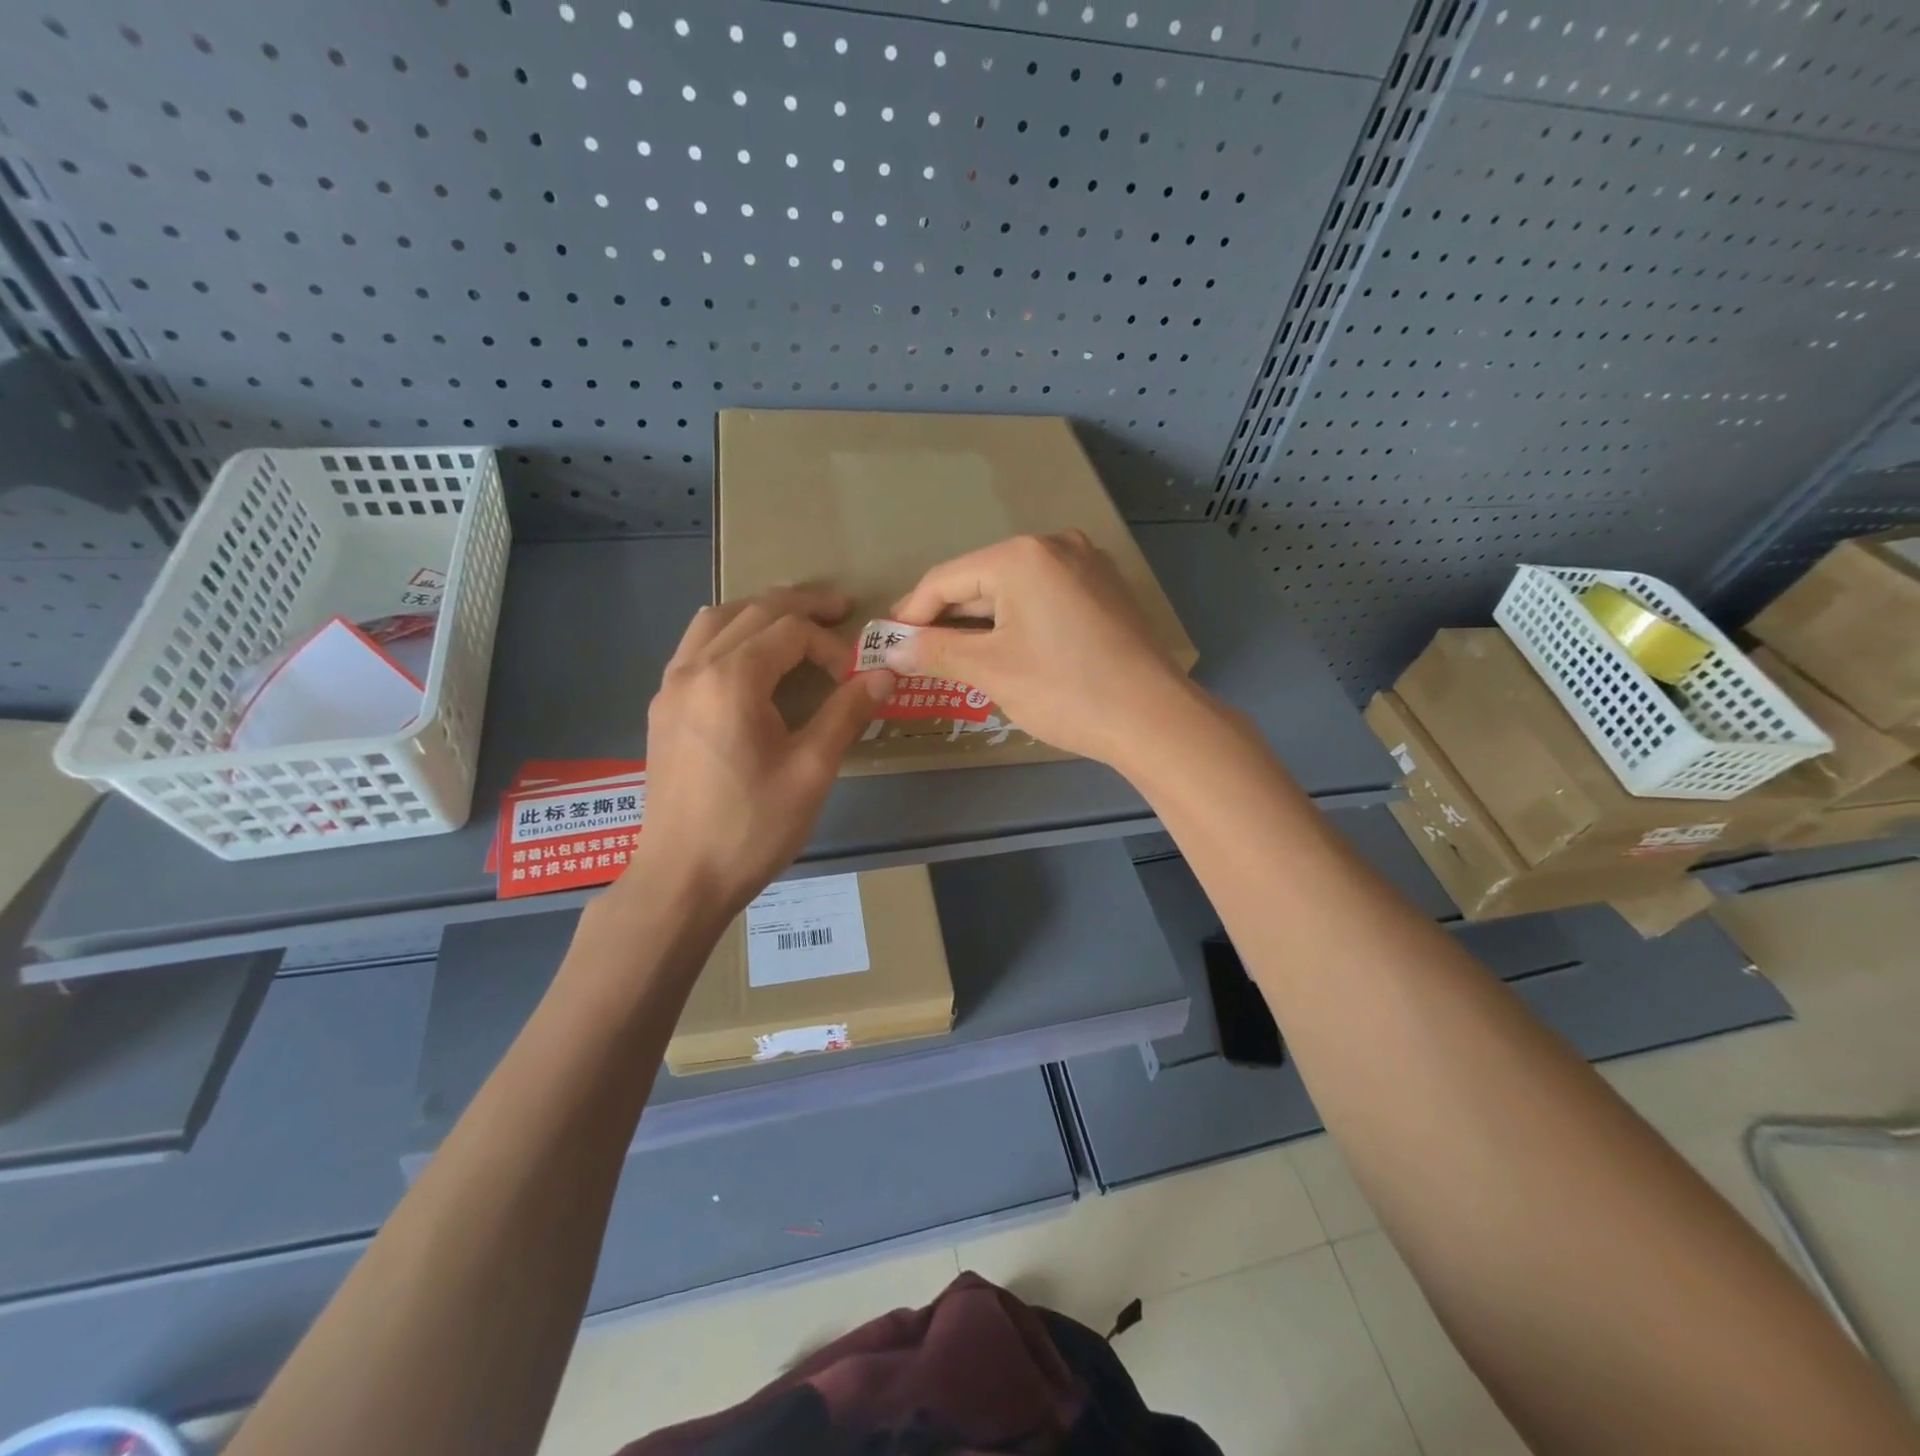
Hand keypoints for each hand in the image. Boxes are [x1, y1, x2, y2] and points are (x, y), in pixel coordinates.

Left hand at [627, 589, 893, 920]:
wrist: (682, 878)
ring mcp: (670, 687)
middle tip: (839, 610)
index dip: (830, 645)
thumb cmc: (752, 827)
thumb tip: (884, 675)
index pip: (790, 632)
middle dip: (799, 607)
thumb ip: (847, 713)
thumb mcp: (812, 770)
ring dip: (757, 612)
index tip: (855, 678)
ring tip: (793, 622)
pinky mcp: (662, 709)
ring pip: (714, 621)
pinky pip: (694, 648)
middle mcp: (694, 669)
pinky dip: (728, 636)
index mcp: (731, 679)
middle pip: (751, 612)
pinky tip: (748, 659)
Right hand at [884, 531, 1192, 765]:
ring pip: (1013, 591)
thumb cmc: (1065, 690)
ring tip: (953, 658)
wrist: (1154, 719)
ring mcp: (1086, 566)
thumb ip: (936, 652)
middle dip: (947, 620)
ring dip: (980, 624)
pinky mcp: (1103, 591)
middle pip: (980, 581)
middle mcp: (1055, 546)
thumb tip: (893, 649)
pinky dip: (1016, 622)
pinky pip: (1043, 599)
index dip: (911, 612)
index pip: (946, 578)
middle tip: (916, 654)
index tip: (887, 643)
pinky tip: (1003, 651)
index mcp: (1022, 555)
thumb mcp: (991, 670)